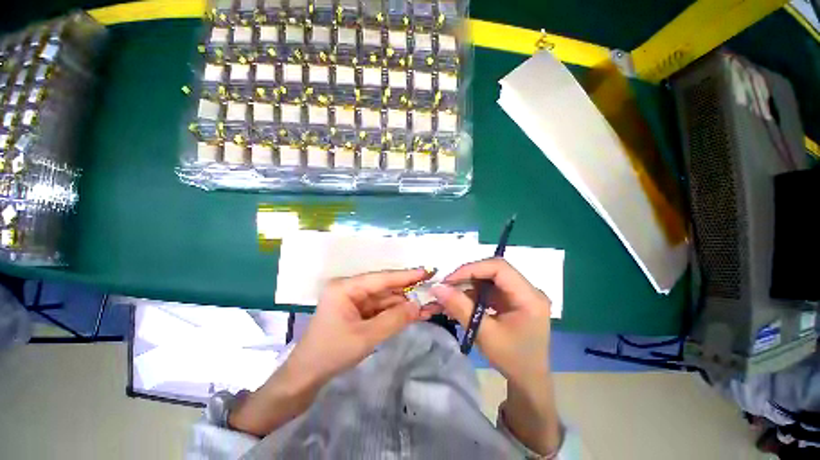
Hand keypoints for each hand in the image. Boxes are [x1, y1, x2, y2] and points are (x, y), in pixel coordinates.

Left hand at [287, 268, 433, 384]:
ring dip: (404, 303)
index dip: (405, 276)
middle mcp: (350, 289)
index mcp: (345, 287)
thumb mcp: (366, 337)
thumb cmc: (331, 353)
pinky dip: (396, 312)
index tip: (426, 272)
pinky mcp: (357, 311)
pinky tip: (413, 313)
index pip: (381, 278)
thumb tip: (418, 305)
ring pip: (384, 299)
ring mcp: (354, 300)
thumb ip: (394, 320)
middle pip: (384, 287)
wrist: (306, 377)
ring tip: (428, 305)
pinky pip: (380, 309)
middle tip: (431, 290)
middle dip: (407, 292)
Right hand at [432, 258, 560, 454]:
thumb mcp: (484, 334)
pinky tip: (462, 301)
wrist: (529, 381)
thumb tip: (437, 288)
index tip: (450, 280)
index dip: (472, 269)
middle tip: (448, 285)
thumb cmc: (512, 360)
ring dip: (469, 283)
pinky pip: (491, 287)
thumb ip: (460, 307)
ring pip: (490, 277)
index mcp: (529, 297)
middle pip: (494, 270)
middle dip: (468, 275)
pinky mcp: (514, 299)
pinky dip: (474, 292)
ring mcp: (522, 293)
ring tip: (451, 294)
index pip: (499, 268)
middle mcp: (529, 289)